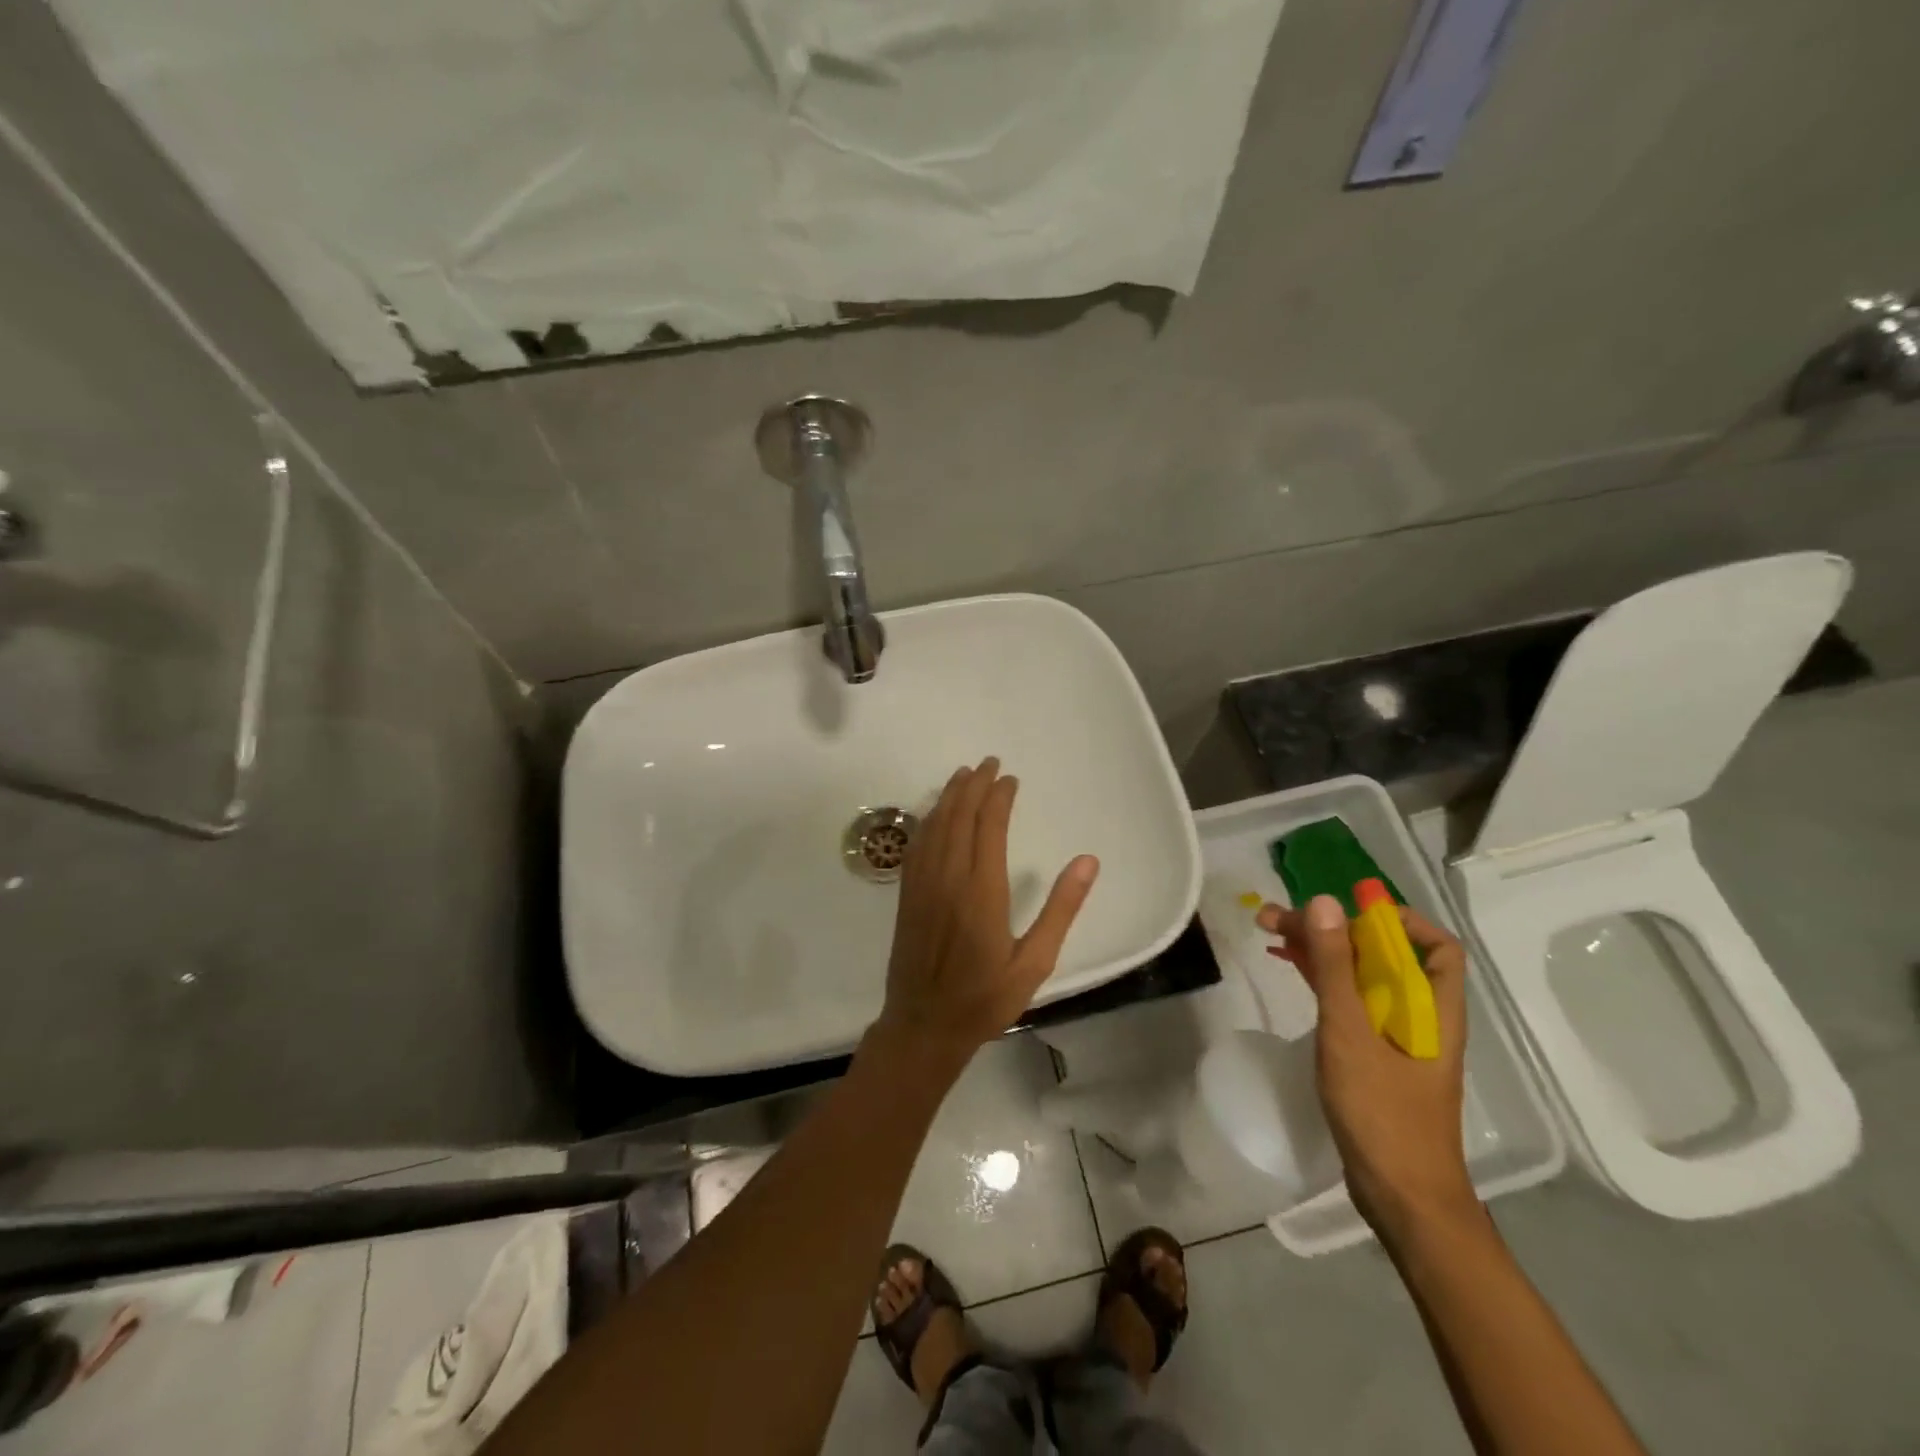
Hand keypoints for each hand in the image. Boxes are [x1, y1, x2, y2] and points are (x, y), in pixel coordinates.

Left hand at [874, 758, 1099, 1063]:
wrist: (924, 1025)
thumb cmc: (985, 998)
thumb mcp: (1035, 962)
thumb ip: (1061, 909)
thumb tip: (1088, 861)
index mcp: (982, 891)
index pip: (990, 826)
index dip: (1000, 797)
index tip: (1010, 778)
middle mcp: (948, 878)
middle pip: (959, 816)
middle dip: (975, 785)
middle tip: (989, 763)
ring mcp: (922, 884)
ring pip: (935, 825)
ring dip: (950, 796)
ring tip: (964, 775)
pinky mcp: (906, 894)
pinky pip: (917, 844)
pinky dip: (928, 819)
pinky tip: (935, 812)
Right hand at [1258, 895, 1477, 1244]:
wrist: (1402, 1199)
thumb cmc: (1383, 1113)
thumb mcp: (1350, 1033)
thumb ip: (1336, 967)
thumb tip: (1326, 902)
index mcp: (1433, 1007)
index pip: (1435, 945)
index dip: (1397, 919)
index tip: (1346, 911)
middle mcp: (1420, 1015)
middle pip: (1383, 955)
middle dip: (1334, 929)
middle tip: (1277, 918)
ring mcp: (1396, 1038)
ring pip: (1361, 977)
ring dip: (1321, 952)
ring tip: (1270, 931)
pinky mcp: (1375, 1057)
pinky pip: (1349, 1003)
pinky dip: (1322, 980)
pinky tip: (1291, 969)